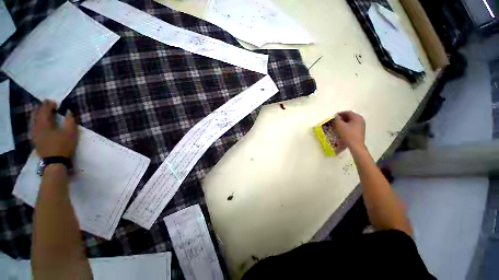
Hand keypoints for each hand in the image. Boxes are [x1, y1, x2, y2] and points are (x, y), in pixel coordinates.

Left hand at [31, 100, 77, 157]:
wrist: (54, 161)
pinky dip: (36, 120)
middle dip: (42, 107)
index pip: (45, 109)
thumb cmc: (63, 145)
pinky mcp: (34, 138)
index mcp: (44, 123)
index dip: (49, 104)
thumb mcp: (71, 133)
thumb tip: (68, 111)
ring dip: (38, 113)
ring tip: (44, 111)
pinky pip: (33, 125)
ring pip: (33, 119)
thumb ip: (70, 121)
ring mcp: (34, 132)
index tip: (56, 103)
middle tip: (49, 104)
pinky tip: (40, 121)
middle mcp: (36, 126)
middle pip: (37, 113)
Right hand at [333, 111, 365, 149]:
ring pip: (351, 121)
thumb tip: (336, 116)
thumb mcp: (339, 125)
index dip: (340, 113)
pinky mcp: (360, 130)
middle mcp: (361, 120)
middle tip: (336, 120)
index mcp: (357, 117)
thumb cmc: (347, 134)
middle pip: (350, 116)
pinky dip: (347, 125)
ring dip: (344, 122)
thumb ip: (337, 119)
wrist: (355, 145)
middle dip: (342, 118)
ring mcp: (362, 125)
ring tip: (338, 125)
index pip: (347, 112)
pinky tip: (343, 129)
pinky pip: (353, 125)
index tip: (334, 116)